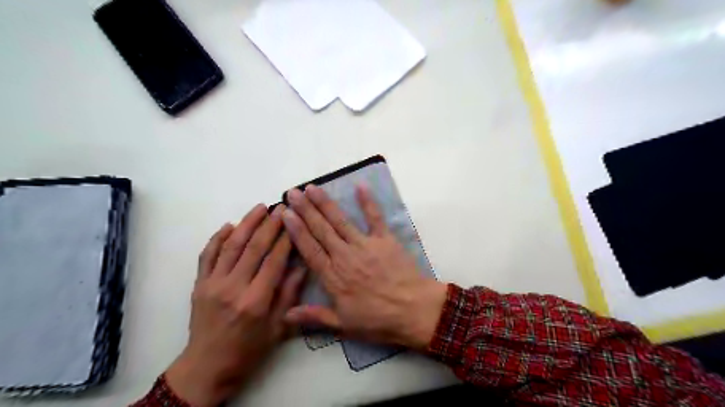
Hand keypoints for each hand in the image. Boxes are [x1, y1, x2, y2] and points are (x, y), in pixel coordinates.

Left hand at [164, 206, 302, 406]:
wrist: (208, 366)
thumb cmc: (249, 349)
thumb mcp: (278, 327)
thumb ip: (290, 294)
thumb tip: (303, 265)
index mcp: (256, 300)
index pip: (274, 260)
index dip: (286, 238)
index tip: (294, 221)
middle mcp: (234, 287)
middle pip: (254, 247)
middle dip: (269, 224)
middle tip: (280, 207)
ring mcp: (212, 284)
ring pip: (231, 245)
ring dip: (246, 223)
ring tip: (260, 208)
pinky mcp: (199, 284)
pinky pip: (207, 255)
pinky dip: (217, 238)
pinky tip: (230, 225)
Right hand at [281, 185, 447, 349]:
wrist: (414, 311)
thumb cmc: (378, 320)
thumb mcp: (343, 324)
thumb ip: (314, 316)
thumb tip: (285, 314)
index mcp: (333, 276)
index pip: (309, 248)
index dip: (296, 230)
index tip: (285, 213)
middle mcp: (345, 256)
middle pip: (321, 230)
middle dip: (305, 210)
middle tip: (293, 192)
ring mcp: (365, 245)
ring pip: (340, 221)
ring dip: (325, 203)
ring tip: (312, 188)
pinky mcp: (385, 239)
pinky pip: (375, 217)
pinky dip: (368, 202)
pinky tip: (360, 186)